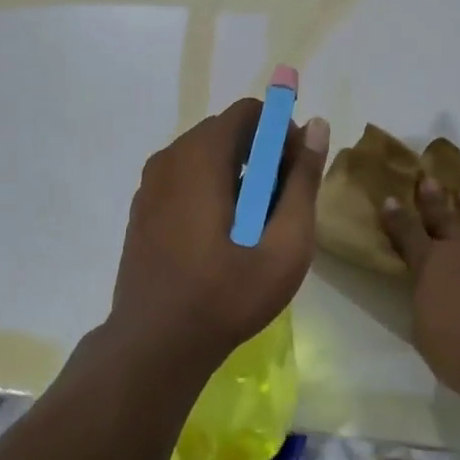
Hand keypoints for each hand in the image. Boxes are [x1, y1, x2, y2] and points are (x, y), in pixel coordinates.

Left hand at [107, 99, 329, 379]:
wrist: (153, 346)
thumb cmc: (225, 295)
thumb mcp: (284, 244)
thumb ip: (302, 181)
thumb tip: (317, 125)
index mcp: (200, 156)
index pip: (249, 112)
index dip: (281, 131)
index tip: (295, 170)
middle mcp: (170, 157)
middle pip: (227, 132)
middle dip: (261, 155)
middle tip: (280, 204)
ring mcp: (150, 183)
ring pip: (205, 156)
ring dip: (237, 174)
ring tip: (254, 226)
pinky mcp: (142, 208)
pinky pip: (184, 178)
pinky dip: (210, 189)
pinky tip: (221, 238)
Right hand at [380, 177, 459, 407]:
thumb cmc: (459, 353)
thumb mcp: (424, 329)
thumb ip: (424, 299)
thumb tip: (428, 288)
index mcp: (430, 264)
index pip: (407, 232)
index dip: (396, 216)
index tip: (390, 198)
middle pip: (444, 216)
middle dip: (433, 198)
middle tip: (428, 179)